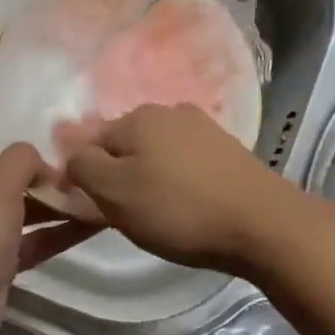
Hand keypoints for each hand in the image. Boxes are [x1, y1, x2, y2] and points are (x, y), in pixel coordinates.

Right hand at [64, 103, 300, 273]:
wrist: (261, 223)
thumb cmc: (178, 209)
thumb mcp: (115, 193)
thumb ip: (83, 168)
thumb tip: (72, 155)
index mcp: (136, 117)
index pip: (90, 141)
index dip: (83, 174)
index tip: (91, 207)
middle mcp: (169, 111)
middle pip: (125, 143)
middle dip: (118, 173)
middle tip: (124, 212)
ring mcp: (203, 127)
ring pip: (157, 152)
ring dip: (149, 176)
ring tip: (158, 211)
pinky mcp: (227, 149)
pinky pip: (185, 161)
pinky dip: (178, 179)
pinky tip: (187, 203)